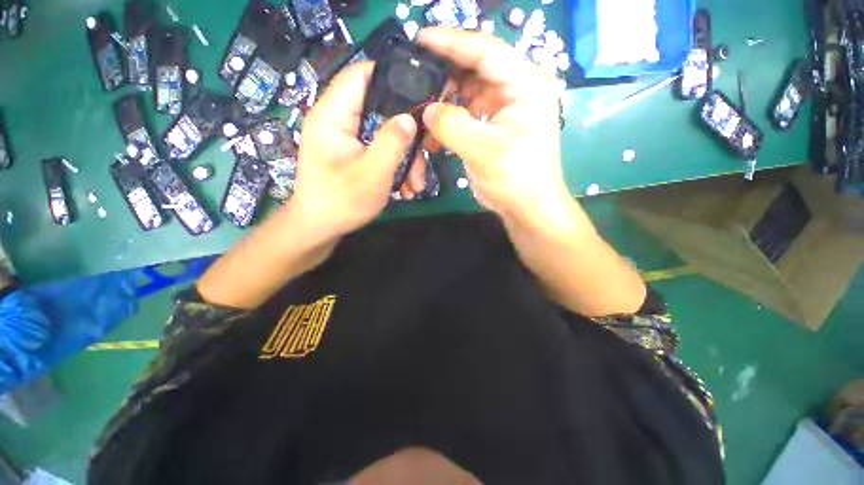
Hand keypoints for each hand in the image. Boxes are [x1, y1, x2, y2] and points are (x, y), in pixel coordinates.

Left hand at [293, 61, 419, 240]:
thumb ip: (392, 142)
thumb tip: (410, 118)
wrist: (320, 228)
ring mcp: (348, 138)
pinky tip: (406, 188)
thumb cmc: (341, 202)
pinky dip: (396, 166)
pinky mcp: (355, 153)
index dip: (392, 77)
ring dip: (405, 157)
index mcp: (333, 115)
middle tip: (426, 153)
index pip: (361, 75)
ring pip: (385, 134)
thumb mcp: (372, 173)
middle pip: (381, 109)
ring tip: (416, 185)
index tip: (422, 97)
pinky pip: (381, 150)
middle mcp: (339, 120)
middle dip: (407, 134)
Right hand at [417, 28, 567, 223]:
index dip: (452, 42)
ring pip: (468, 92)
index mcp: (525, 86)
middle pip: (475, 69)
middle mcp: (517, 90)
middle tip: (417, 85)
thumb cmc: (515, 178)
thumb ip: (452, 125)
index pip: (486, 51)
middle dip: (445, 78)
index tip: (420, 39)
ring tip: (423, 117)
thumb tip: (427, 110)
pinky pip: (468, 113)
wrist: (528, 207)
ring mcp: (505, 108)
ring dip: (445, 104)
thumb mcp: (482, 150)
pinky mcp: (495, 125)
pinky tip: (434, 136)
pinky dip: (450, 122)